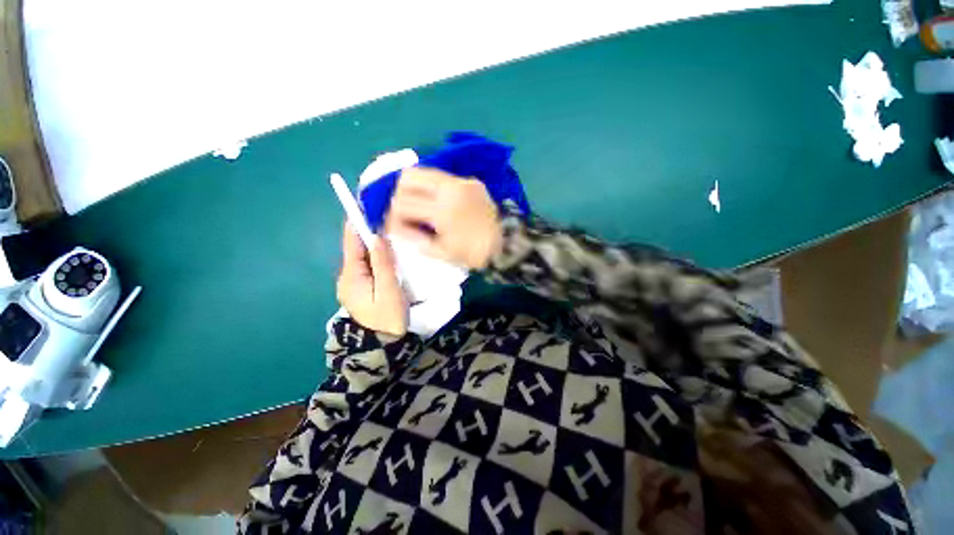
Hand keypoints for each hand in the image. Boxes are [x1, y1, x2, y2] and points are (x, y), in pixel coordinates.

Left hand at [336, 223, 407, 335]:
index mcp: (351, 277)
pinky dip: (375, 256)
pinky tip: (387, 253)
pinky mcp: (362, 288)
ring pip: (363, 257)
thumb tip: (377, 236)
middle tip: (383, 216)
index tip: (363, 205)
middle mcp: (348, 277)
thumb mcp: (389, 290)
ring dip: (373, 244)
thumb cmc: (389, 318)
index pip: (352, 244)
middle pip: (357, 249)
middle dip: (368, 232)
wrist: (384, 345)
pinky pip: (367, 266)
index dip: (357, 224)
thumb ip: (383, 263)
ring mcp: (353, 284)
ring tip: (388, 230)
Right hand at [386, 168, 501, 268]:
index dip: (391, 215)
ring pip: (424, 171)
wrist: (506, 243)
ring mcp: (461, 181)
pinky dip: (431, 187)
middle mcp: (449, 189)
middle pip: (408, 177)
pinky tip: (435, 201)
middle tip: (401, 211)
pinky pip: (442, 177)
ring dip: (413, 187)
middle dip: (398, 194)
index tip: (391, 223)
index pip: (403, 204)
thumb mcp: (441, 252)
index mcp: (442, 211)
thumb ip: (414, 237)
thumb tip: (394, 227)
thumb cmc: (473, 253)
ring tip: (416, 204)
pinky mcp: (470, 180)